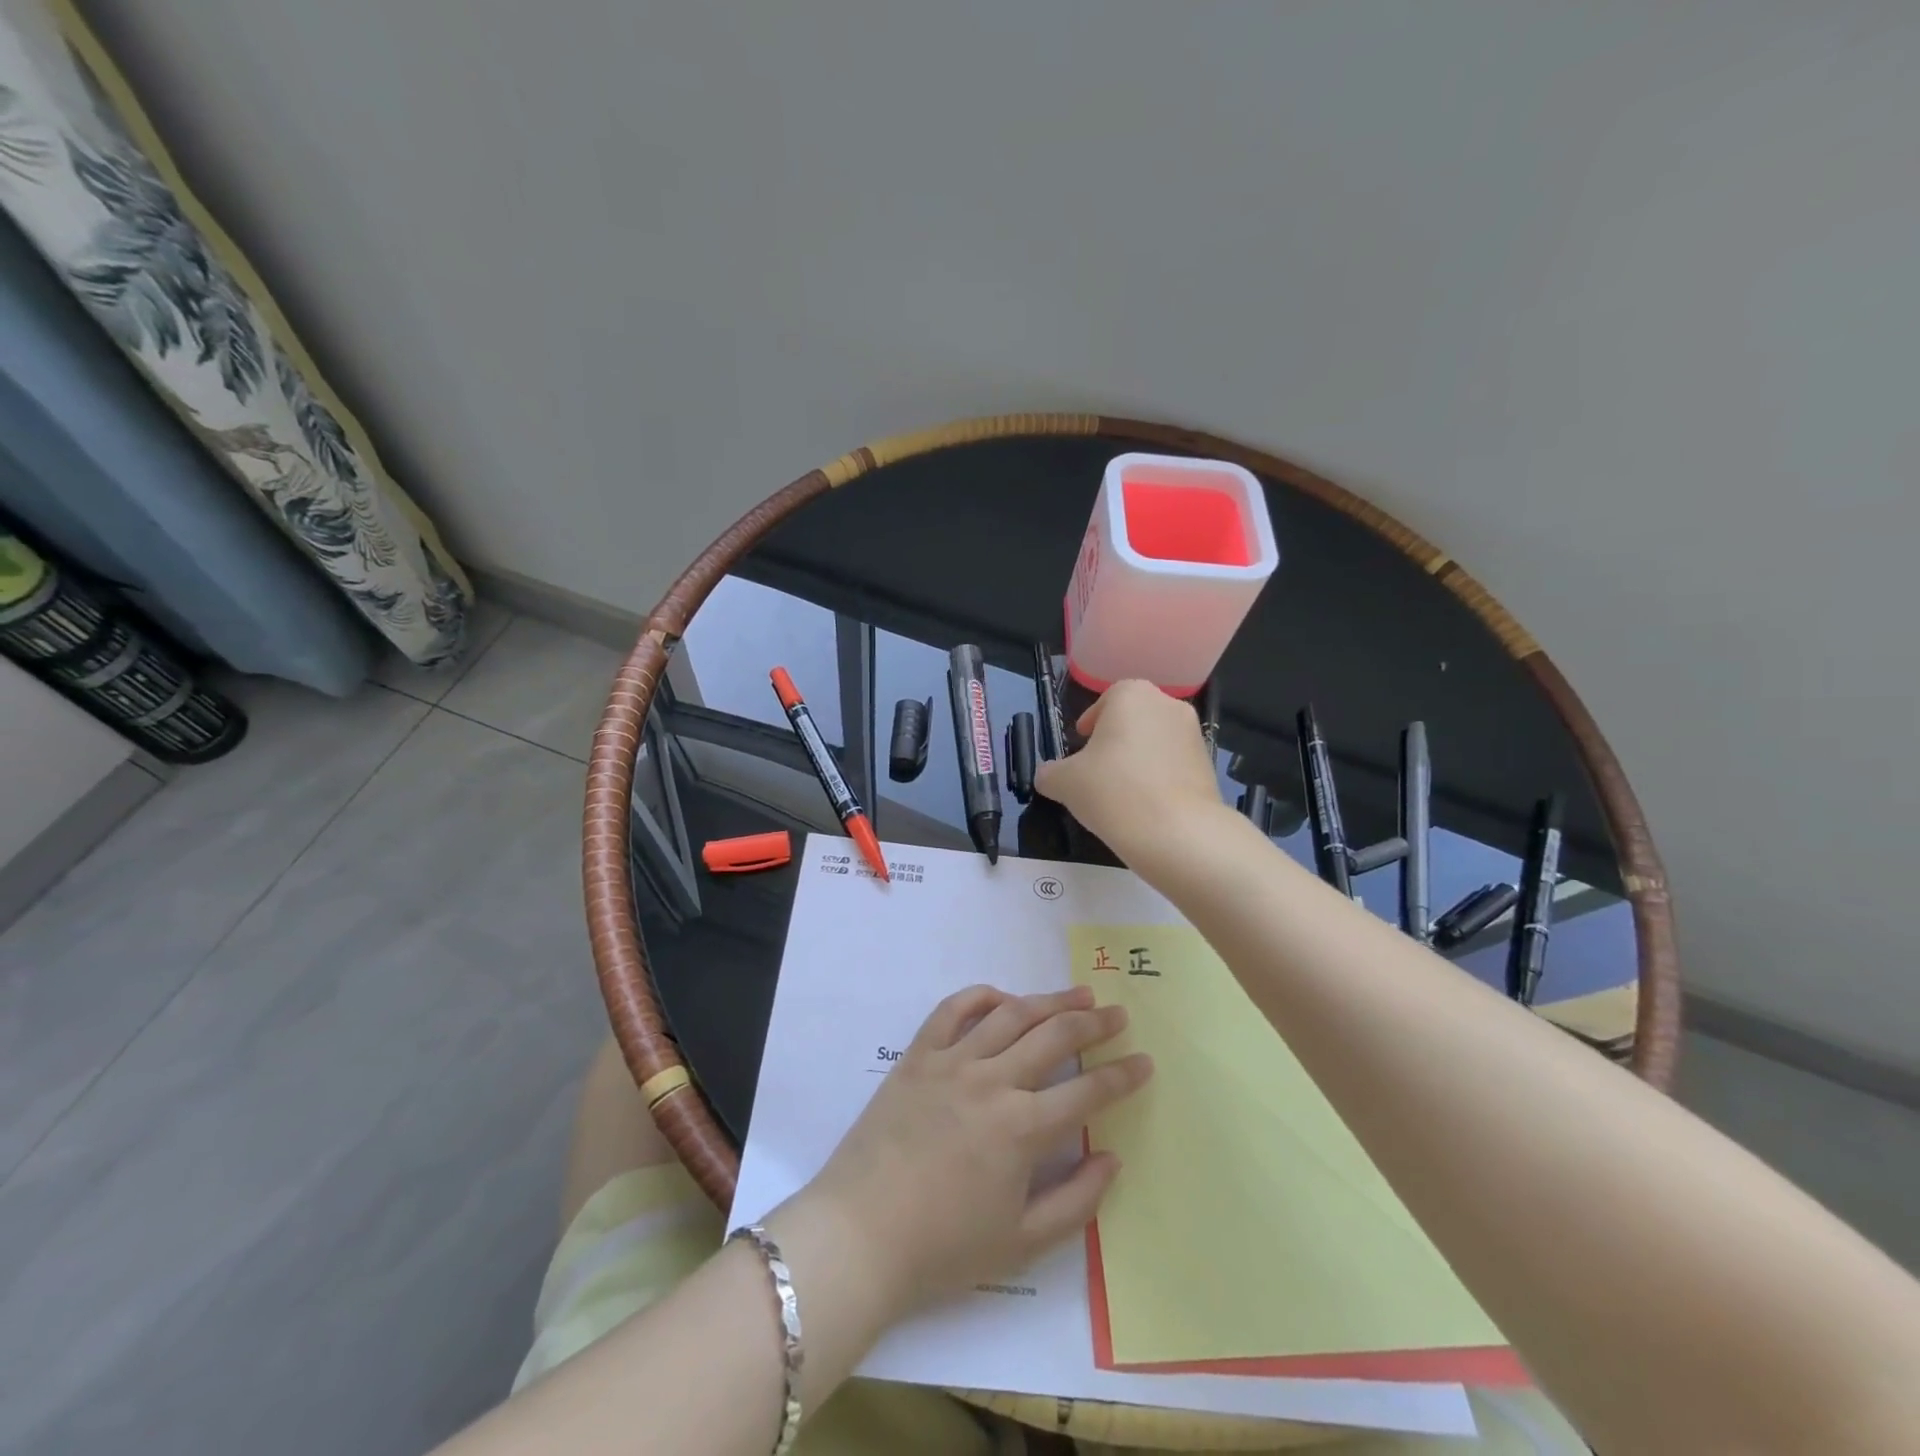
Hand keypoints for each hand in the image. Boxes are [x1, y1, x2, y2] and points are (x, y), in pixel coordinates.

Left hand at [784, 984, 1151, 1323]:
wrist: (859, 1234)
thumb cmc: (943, 1249)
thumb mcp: (1021, 1243)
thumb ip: (1076, 1200)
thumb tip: (1111, 1158)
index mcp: (1022, 1129)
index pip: (1088, 1092)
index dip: (1123, 1075)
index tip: (1144, 1060)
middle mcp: (992, 1081)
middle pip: (1054, 1037)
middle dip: (1094, 1023)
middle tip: (1117, 1013)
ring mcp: (952, 1062)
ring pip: (1011, 1015)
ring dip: (1049, 1000)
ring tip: (1077, 994)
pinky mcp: (918, 1056)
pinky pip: (953, 1010)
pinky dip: (981, 996)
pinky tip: (1002, 997)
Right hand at [1033, 679, 1222, 862]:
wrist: (1177, 832)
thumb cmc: (1113, 791)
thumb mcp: (1064, 782)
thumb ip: (1050, 773)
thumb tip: (1047, 775)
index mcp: (1131, 695)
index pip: (1106, 700)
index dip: (1090, 722)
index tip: (1080, 746)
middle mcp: (1167, 705)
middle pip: (1133, 719)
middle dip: (1115, 741)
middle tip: (1096, 771)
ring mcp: (1193, 735)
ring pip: (1155, 742)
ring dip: (1138, 760)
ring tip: (1121, 794)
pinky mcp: (1208, 766)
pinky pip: (1174, 766)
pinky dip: (1159, 779)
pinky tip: (1146, 807)